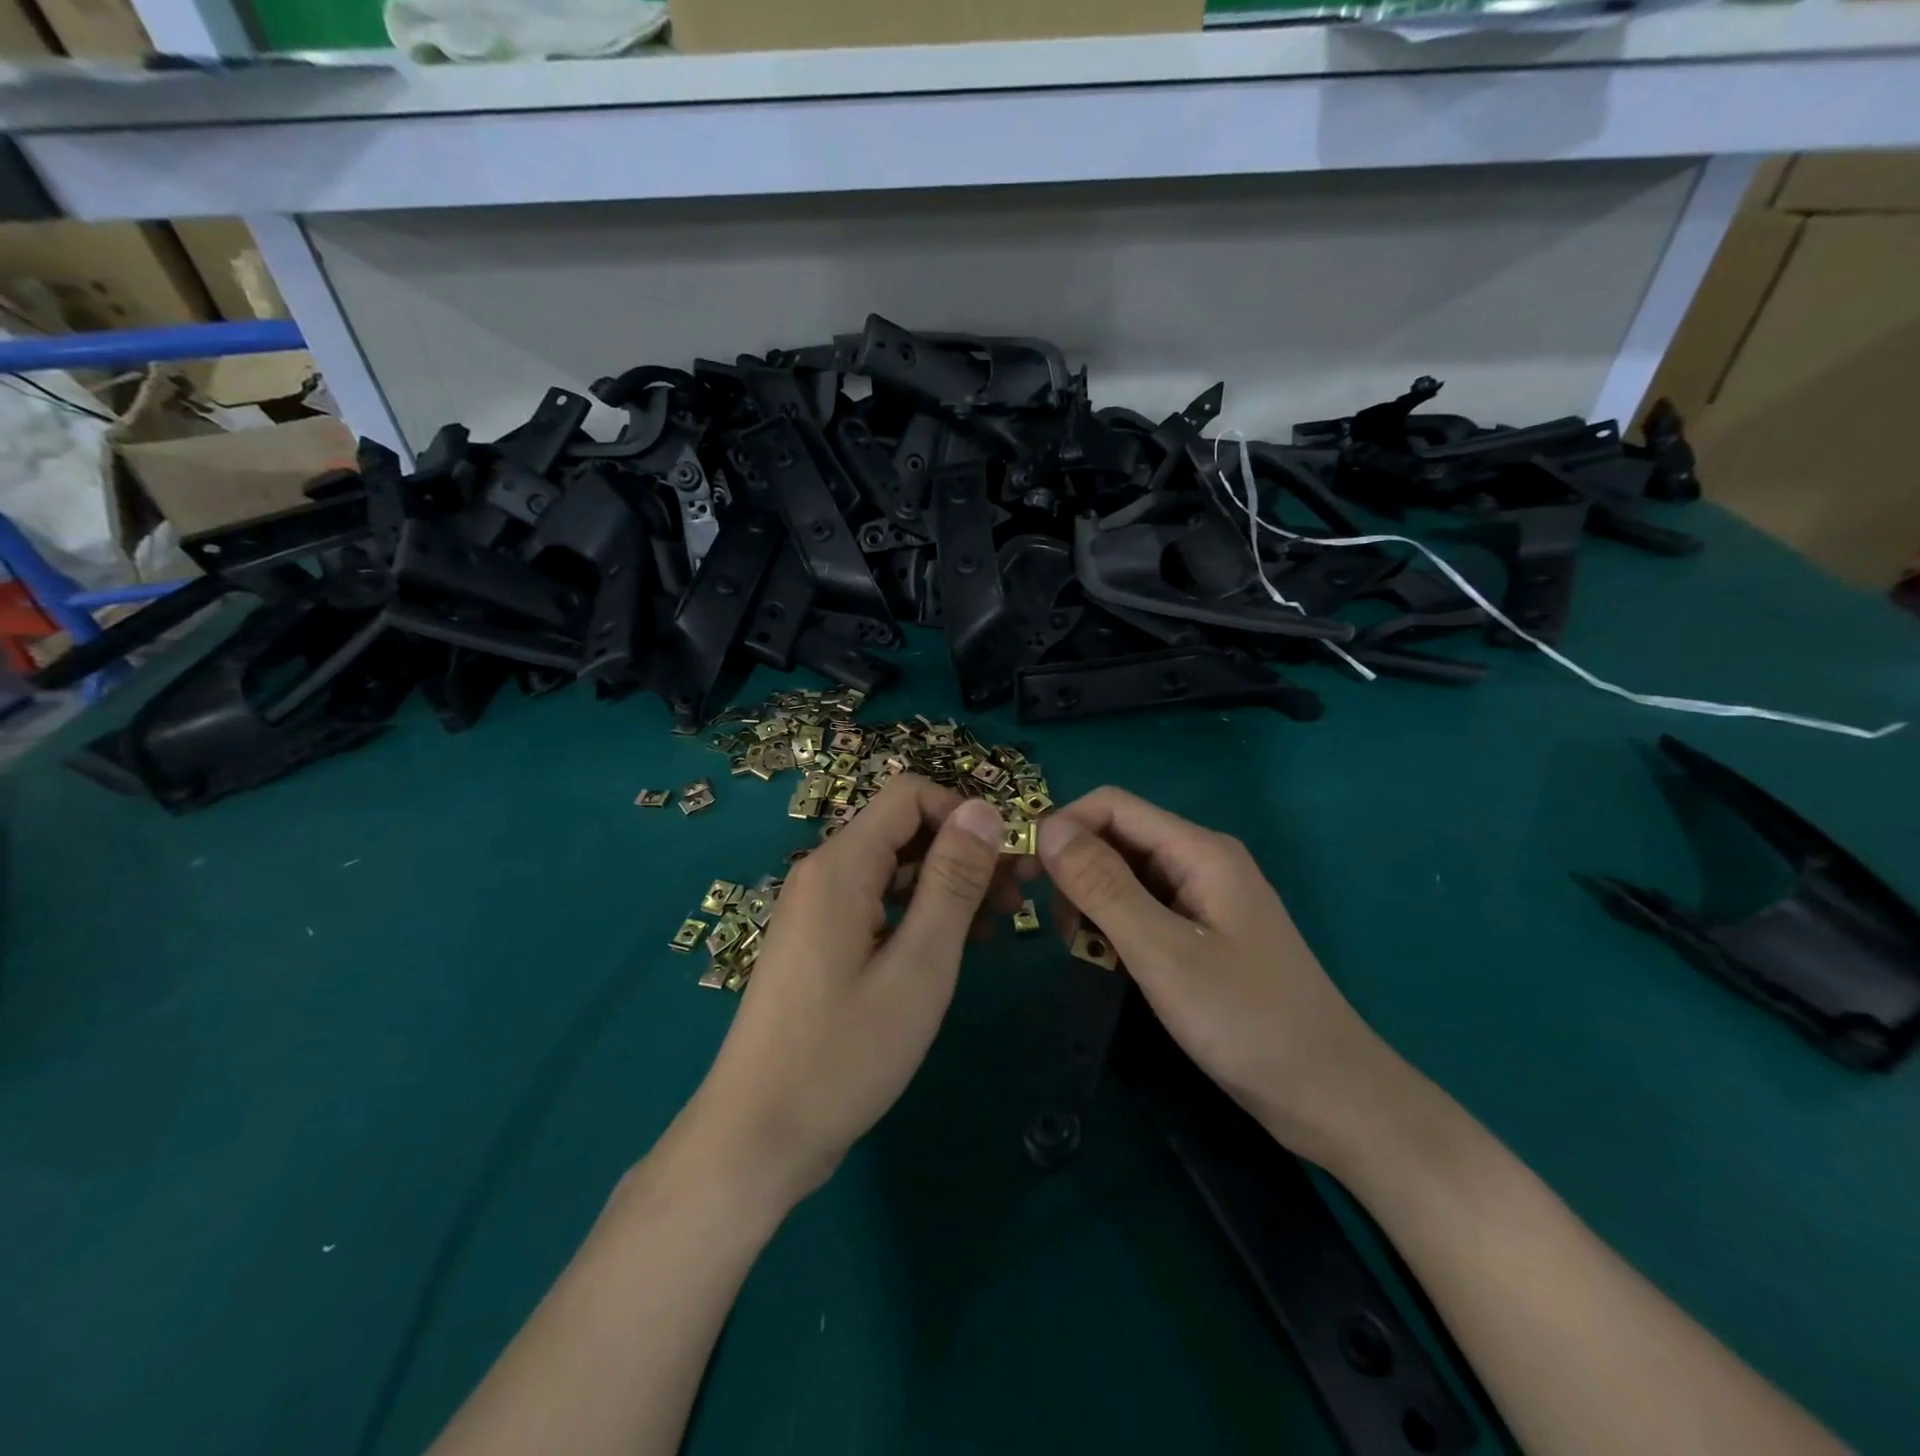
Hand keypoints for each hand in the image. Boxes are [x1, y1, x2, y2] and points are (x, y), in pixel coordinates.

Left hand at [680, 774, 1019, 1210]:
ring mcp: (816, 910)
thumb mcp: (919, 965)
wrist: (757, 1137)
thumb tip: (984, 809)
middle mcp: (823, 874)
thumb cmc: (845, 1053)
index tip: (1008, 861)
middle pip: (902, 831)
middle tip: (1018, 897)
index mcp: (841, 865)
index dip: (965, 815)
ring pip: (893, 870)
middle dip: (963, 852)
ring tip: (997, 925)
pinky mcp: (818, 944)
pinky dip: (918, 913)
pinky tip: (953, 946)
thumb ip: (953, 881)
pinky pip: (876, 905)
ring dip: (946, 885)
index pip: (909, 795)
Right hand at [1037, 787, 1394, 1163]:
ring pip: (1125, 876)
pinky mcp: (1201, 932)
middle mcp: (1200, 861)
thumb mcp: (1163, 952)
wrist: (1329, 1096)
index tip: (1025, 873)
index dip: (1063, 827)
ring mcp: (1203, 898)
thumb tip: (1048, 827)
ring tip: (1084, 951)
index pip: (1112, 806)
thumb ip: (1103, 886)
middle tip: (1058, 928)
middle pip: (1117, 838)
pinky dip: (1115, 927)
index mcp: (1199, 850)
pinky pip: (1143, 909)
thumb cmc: (1247, 1021)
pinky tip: (1108, 962)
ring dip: (1092, 903)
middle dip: (1075, 870)